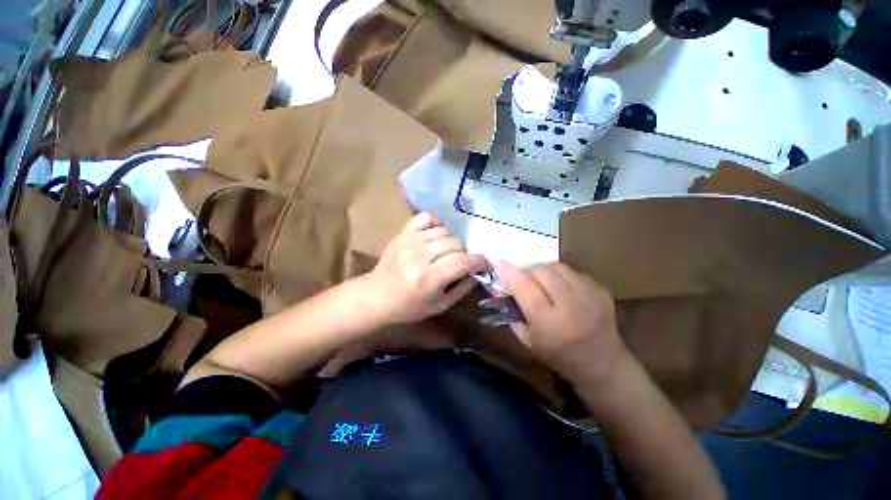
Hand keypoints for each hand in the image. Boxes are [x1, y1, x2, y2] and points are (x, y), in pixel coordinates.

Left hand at [364, 213, 490, 324]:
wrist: (376, 296)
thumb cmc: (409, 306)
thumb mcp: (440, 305)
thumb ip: (462, 288)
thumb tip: (477, 271)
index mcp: (428, 278)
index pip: (463, 261)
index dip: (480, 261)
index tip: (486, 265)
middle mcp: (419, 256)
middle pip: (455, 244)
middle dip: (466, 253)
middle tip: (463, 262)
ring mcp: (409, 241)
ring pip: (444, 231)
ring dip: (453, 242)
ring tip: (449, 252)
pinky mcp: (402, 233)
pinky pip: (426, 217)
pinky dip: (436, 223)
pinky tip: (436, 235)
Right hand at [496, 260, 624, 384]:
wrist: (602, 365)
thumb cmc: (558, 356)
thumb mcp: (527, 341)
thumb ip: (512, 313)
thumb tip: (501, 288)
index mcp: (549, 323)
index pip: (525, 288)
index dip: (509, 272)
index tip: (499, 263)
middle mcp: (571, 306)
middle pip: (542, 271)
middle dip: (528, 271)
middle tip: (525, 279)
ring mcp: (590, 297)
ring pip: (559, 267)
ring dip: (545, 271)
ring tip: (543, 281)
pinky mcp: (602, 291)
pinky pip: (574, 272)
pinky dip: (562, 276)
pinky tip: (562, 288)